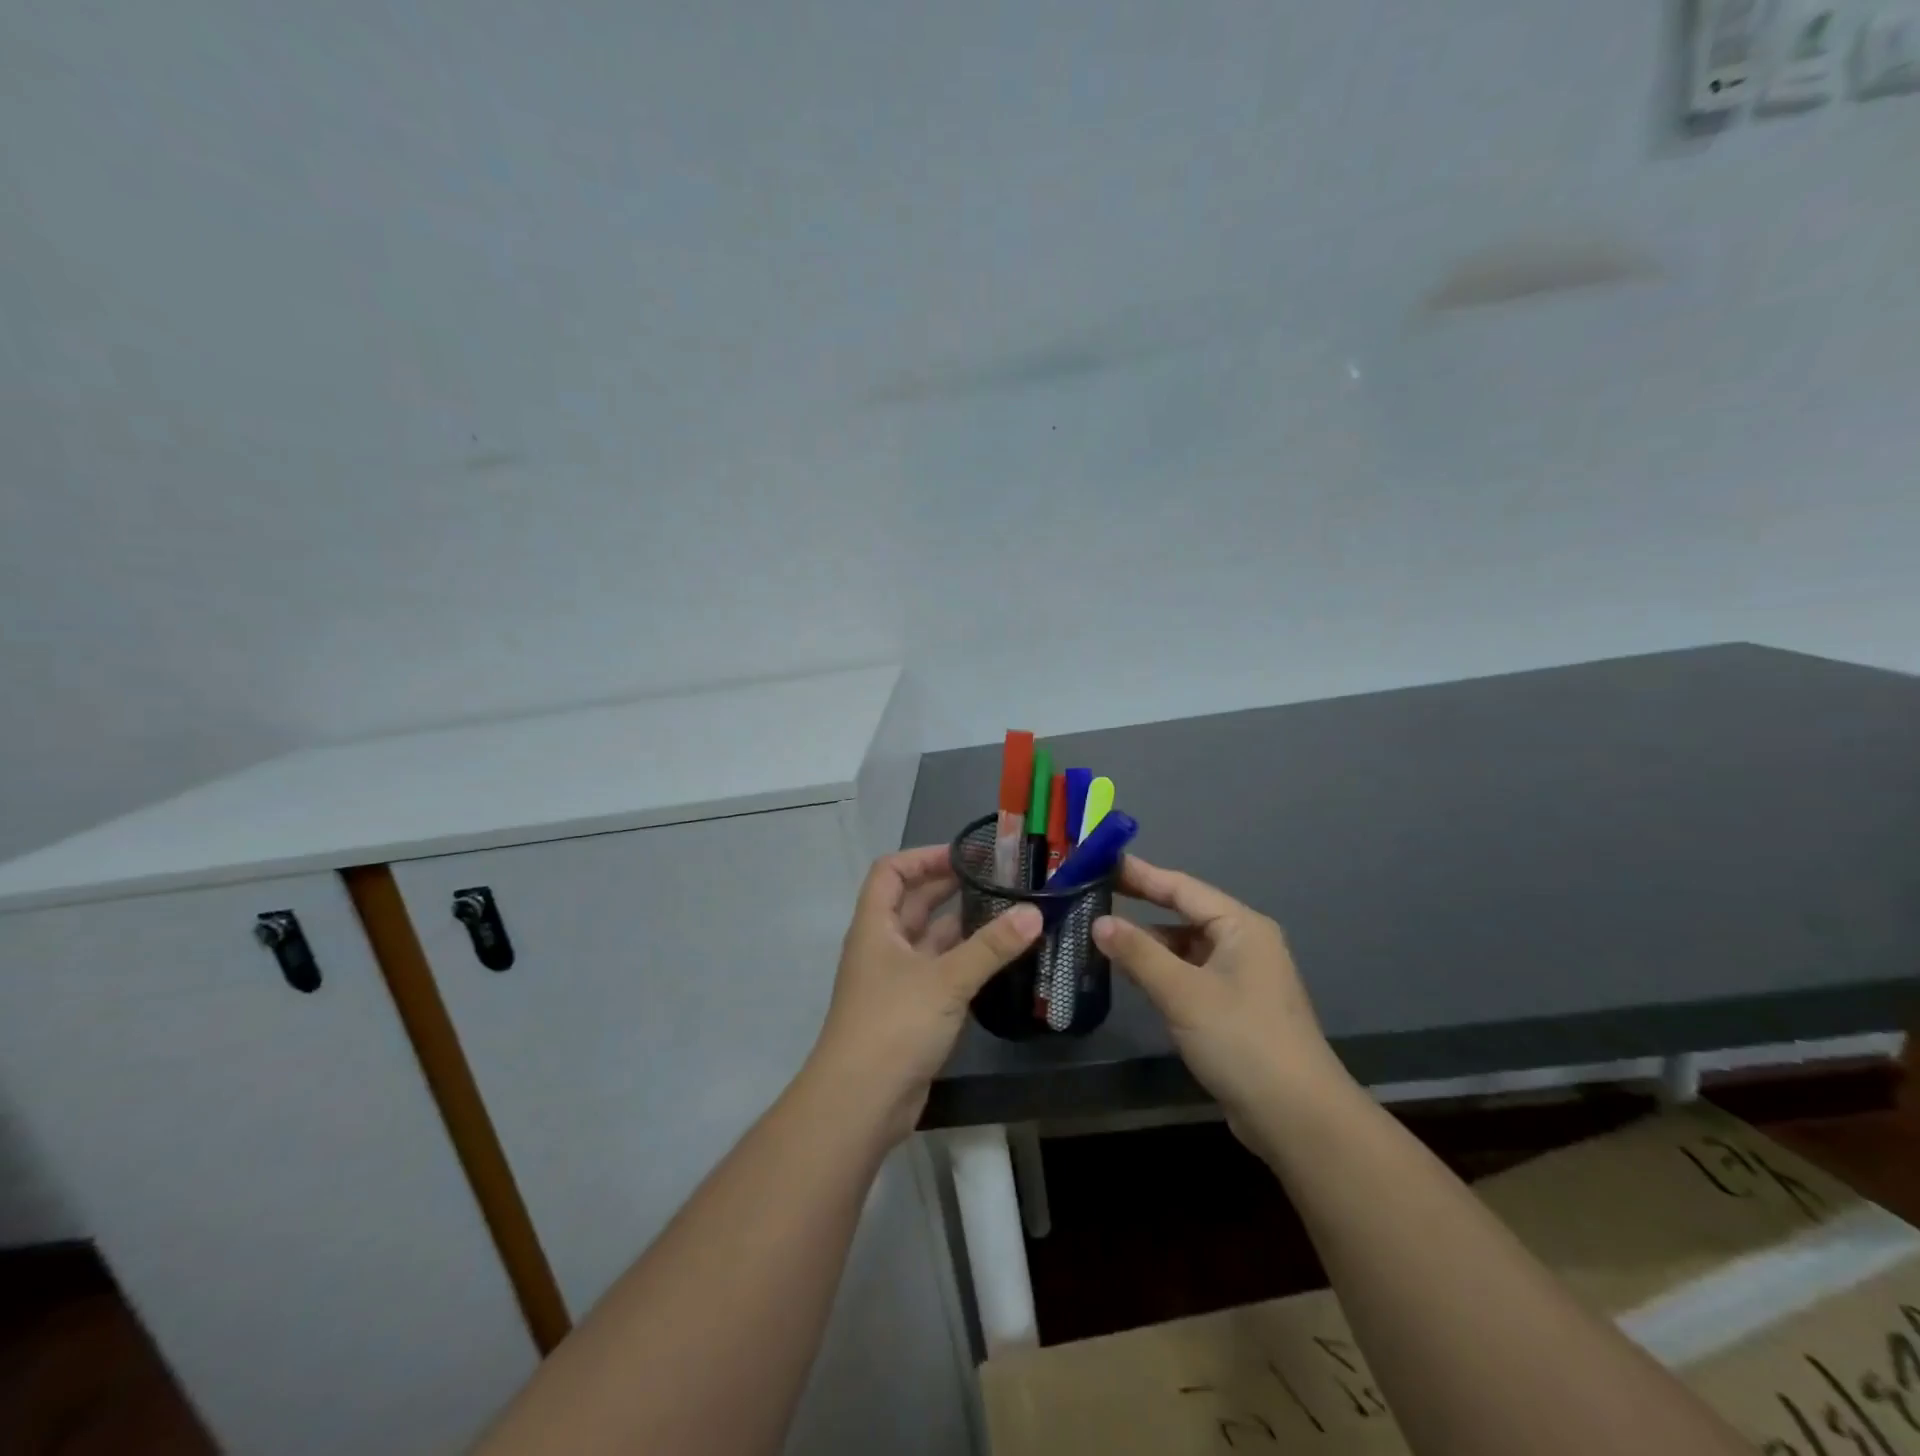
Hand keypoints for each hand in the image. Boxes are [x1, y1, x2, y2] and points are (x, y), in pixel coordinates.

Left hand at [808, 846, 1040, 1142]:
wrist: (861, 1102)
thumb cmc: (894, 1025)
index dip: (923, 857)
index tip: (965, 856)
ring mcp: (897, 981)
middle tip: (998, 879)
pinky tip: (999, 960)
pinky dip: (965, 961)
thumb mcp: (945, 979)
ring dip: (963, 926)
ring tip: (1008, 913)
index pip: (891, 871)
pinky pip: (941, 972)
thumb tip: (1033, 912)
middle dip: (950, 887)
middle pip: (913, 903)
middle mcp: (883, 947)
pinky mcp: (912, 1011)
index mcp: (876, 926)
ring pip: (931, 940)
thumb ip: (991, 946)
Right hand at [1093, 857, 1352, 1146]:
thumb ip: (1138, 953)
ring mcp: (1241, 978)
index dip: (1140, 874)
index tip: (1101, 862)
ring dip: (1149, 944)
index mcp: (1241, 927)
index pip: (1181, 888)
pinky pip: (1190, 975)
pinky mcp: (1235, 1009)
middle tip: (1094, 897)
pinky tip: (1133, 977)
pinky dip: (1162, 971)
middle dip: (1141, 907)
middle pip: (1184, 914)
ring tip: (1103, 939)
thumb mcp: (1183, 993)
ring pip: (1185, 948)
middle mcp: (1244, 943)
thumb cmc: (1241, 1040)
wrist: (1297, 1118)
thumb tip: (1099, 922)